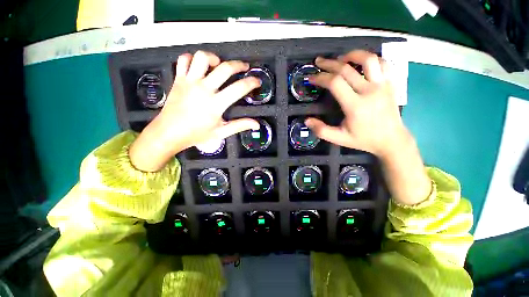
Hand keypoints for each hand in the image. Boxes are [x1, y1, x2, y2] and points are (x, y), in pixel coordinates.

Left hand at [129, 51, 260, 171]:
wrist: (169, 133)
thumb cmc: (196, 134)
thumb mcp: (221, 132)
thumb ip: (240, 126)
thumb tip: (256, 124)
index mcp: (216, 104)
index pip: (239, 88)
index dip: (252, 82)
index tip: (257, 81)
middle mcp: (204, 89)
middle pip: (225, 68)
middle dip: (239, 65)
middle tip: (244, 67)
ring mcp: (189, 82)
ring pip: (202, 57)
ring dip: (214, 58)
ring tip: (219, 64)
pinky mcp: (178, 79)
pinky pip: (184, 59)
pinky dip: (192, 58)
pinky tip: (199, 66)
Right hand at [304, 51, 407, 158]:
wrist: (391, 140)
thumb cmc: (364, 139)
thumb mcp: (339, 139)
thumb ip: (321, 130)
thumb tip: (307, 120)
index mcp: (355, 105)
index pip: (335, 83)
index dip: (320, 77)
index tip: (311, 78)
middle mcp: (370, 91)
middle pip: (347, 69)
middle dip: (329, 64)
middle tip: (318, 62)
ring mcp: (383, 85)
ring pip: (368, 59)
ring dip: (352, 55)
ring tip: (340, 58)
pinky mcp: (392, 83)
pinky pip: (383, 63)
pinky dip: (371, 58)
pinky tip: (361, 62)